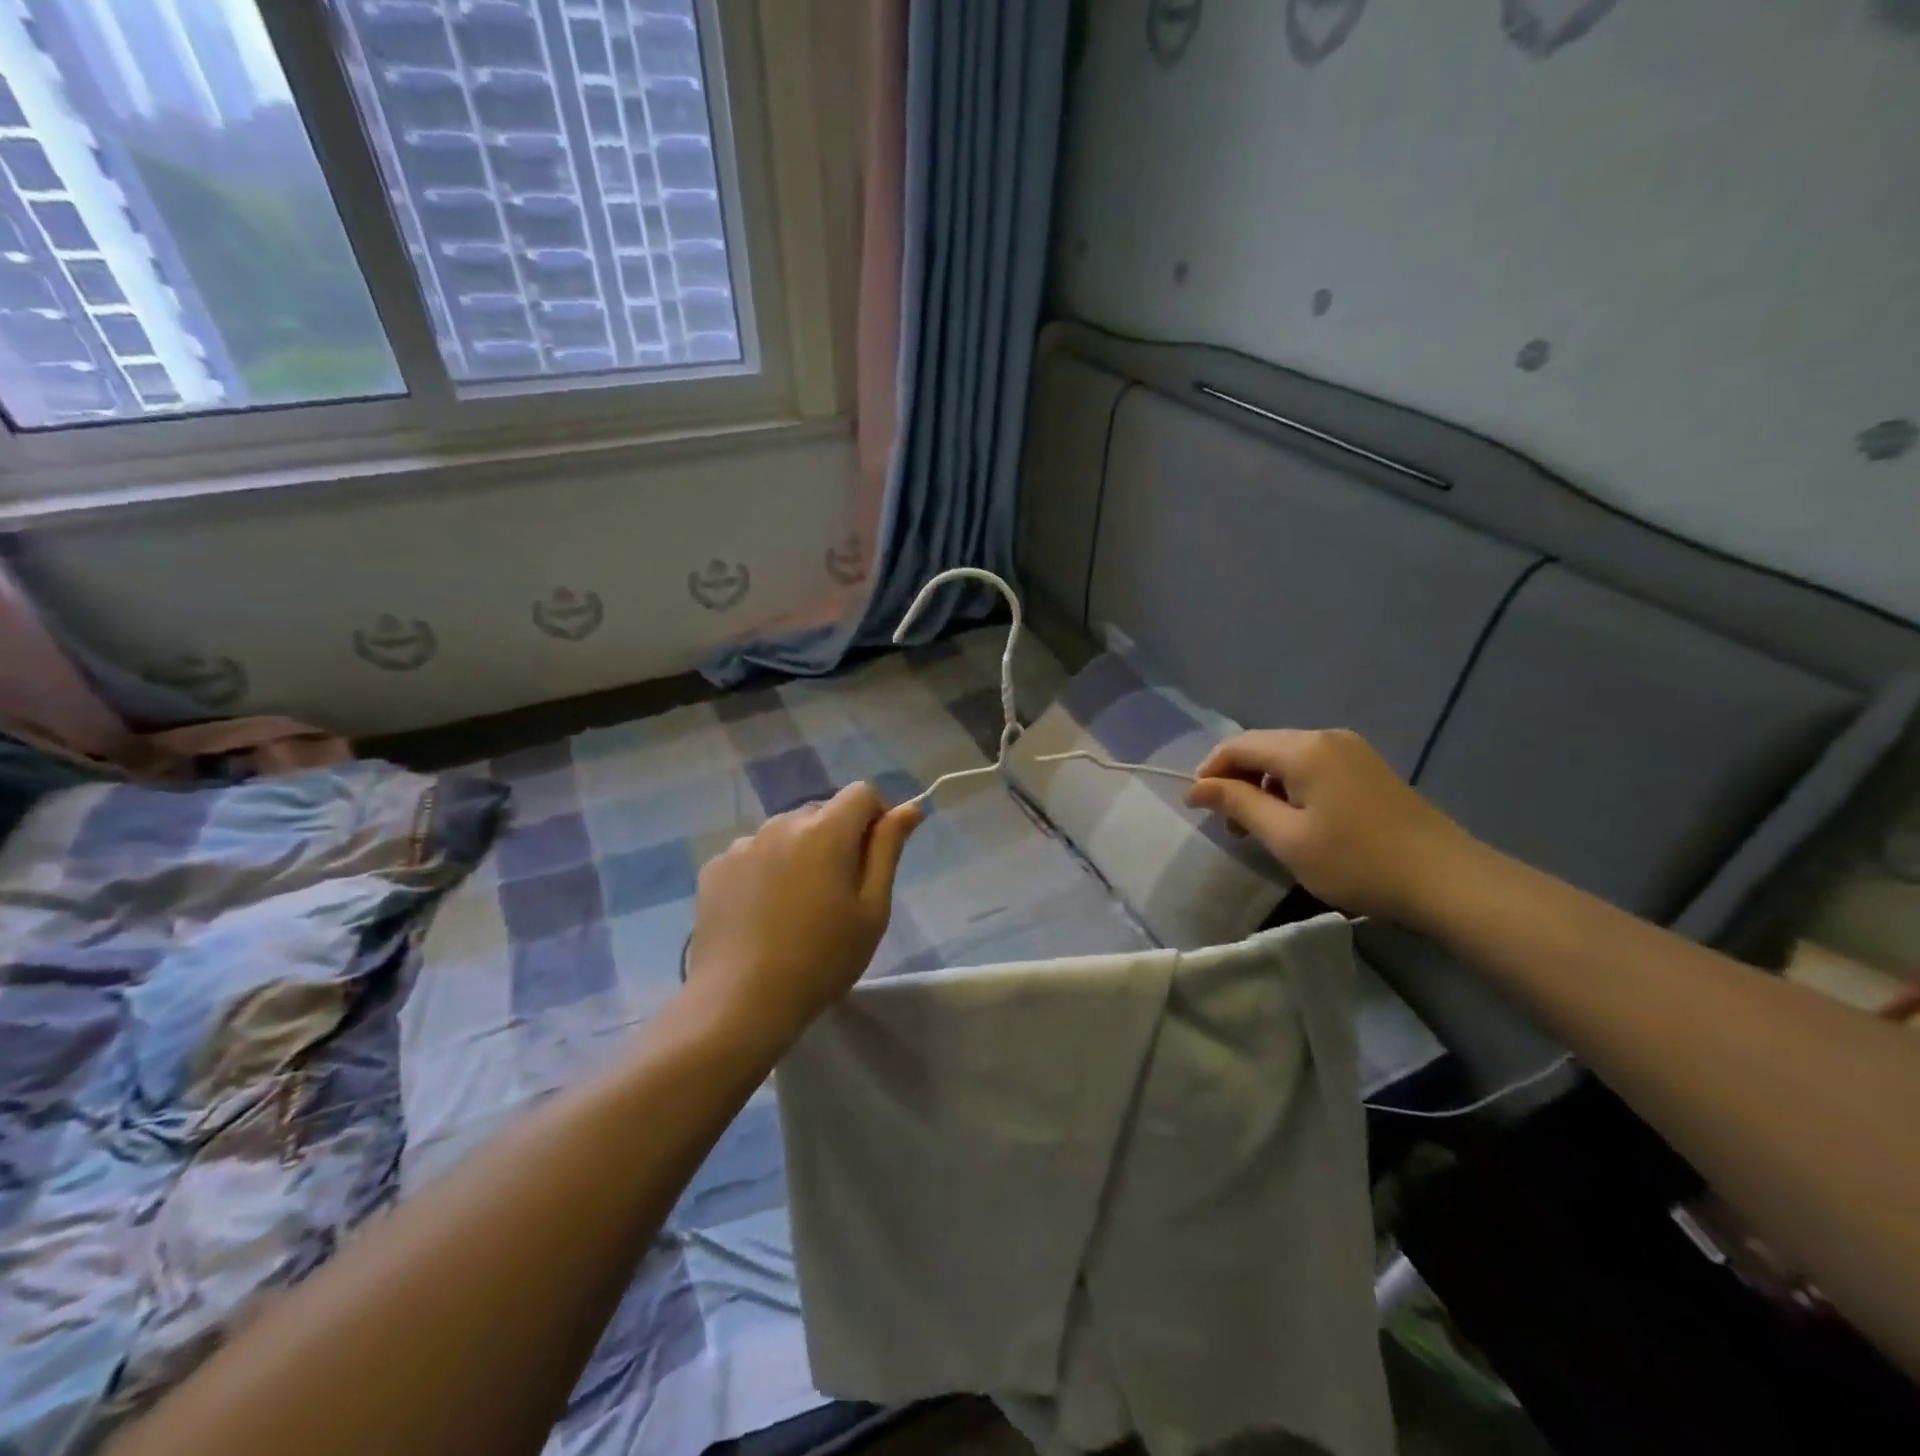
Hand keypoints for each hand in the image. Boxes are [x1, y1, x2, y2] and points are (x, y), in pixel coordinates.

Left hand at [685, 783, 920, 1054]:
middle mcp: (781, 824)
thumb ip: (888, 849)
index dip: (877, 816)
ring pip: (786, 833)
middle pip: (822, 811)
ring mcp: (743, 845)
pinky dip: (766, 870)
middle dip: (838, 837)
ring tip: (798, 906)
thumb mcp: (872, 909)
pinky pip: (754, 854)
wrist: (740, 1003)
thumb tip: (909, 807)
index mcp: (825, 830)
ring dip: (801, 852)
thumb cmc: (822, 959)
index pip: (861, 793)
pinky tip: (764, 913)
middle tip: (839, 892)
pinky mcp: (715, 868)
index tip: (876, 857)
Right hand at [1186, 729, 1483, 924]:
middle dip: (1236, 779)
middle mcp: (1326, 737)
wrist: (1447, 880)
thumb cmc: (1356, 861)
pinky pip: (1313, 766)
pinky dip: (1291, 787)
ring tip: (1259, 826)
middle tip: (1227, 823)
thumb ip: (1239, 804)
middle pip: (1263, 746)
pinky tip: (1296, 819)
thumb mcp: (1286, 837)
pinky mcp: (1369, 769)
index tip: (1195, 807)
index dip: (1210, 771)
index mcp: (1304, 748)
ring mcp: (1353, 751)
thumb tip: (1198, 786)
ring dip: (1263, 784)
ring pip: (1288, 757)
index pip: (1238, 745)